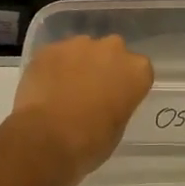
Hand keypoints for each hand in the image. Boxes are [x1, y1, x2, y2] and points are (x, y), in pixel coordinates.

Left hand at [10, 34, 153, 179]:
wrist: (47, 138)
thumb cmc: (90, 141)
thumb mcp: (118, 128)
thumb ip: (117, 104)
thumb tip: (106, 102)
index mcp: (137, 70)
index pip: (139, 70)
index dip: (126, 84)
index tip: (116, 97)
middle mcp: (112, 49)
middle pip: (112, 52)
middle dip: (103, 66)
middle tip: (90, 90)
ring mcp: (79, 44)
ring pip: (82, 49)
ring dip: (77, 64)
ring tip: (63, 90)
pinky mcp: (50, 48)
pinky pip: (56, 55)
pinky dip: (53, 67)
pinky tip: (45, 87)